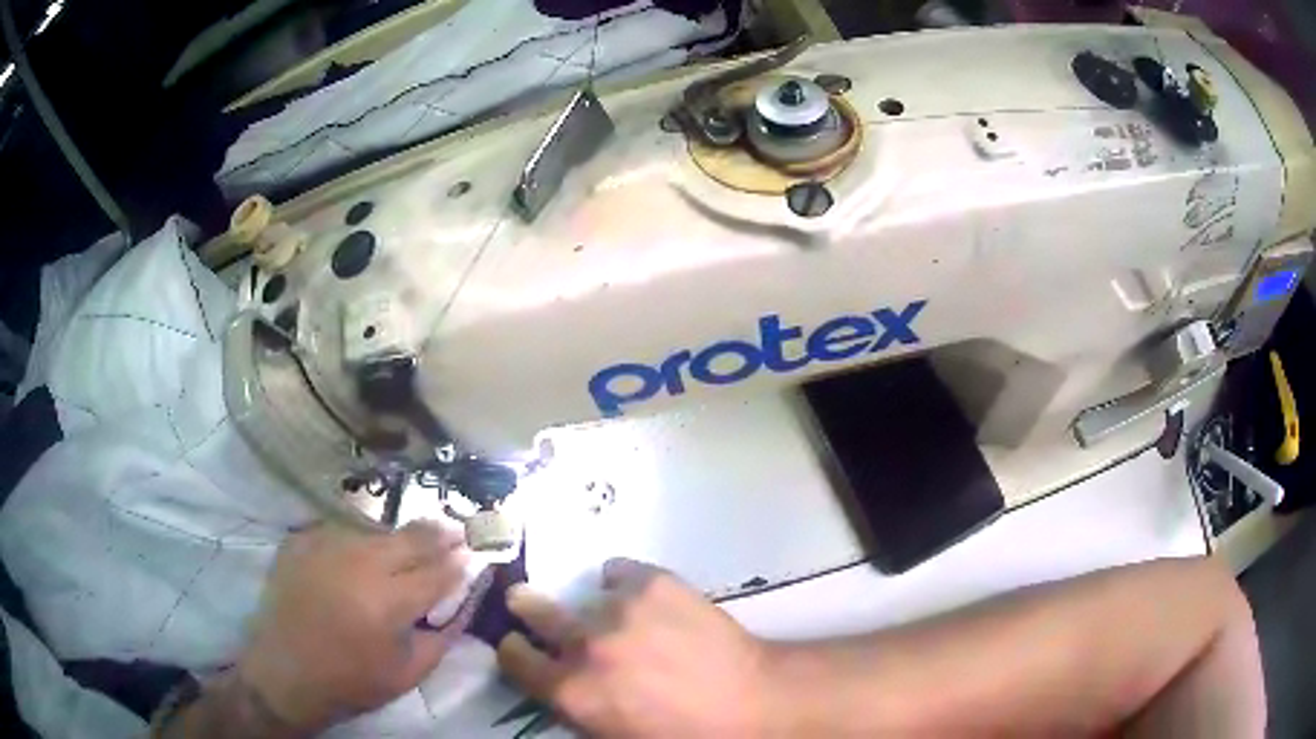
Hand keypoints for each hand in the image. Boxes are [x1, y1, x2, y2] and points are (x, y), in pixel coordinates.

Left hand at [236, 521, 474, 732]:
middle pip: (411, 537)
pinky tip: (362, 553)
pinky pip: (341, 530)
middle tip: (456, 530)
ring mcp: (326, 545)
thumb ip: (444, 634)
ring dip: (399, 537)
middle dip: (440, 534)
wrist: (284, 672)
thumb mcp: (410, 672)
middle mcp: (359, 563)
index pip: (439, 571)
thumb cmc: (351, 681)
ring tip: (410, 545)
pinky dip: (359, 539)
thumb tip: (467, 601)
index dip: (461, 562)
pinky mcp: (301, 540)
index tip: (475, 554)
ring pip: (376, 529)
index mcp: (389, 601)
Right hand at [497, 559, 774, 737]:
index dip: (514, 649)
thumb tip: (556, 679)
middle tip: (527, 602)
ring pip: (584, 595)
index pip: (514, 657)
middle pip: (533, 609)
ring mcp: (619, 608)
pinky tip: (645, 600)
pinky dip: (624, 583)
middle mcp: (585, 644)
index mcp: (571, 690)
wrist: (750, 700)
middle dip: (527, 607)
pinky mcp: (653, 581)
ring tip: (622, 619)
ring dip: (593, 608)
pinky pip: (619, 571)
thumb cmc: (682, 733)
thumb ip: (575, 705)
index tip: (518, 644)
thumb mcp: (613, 734)